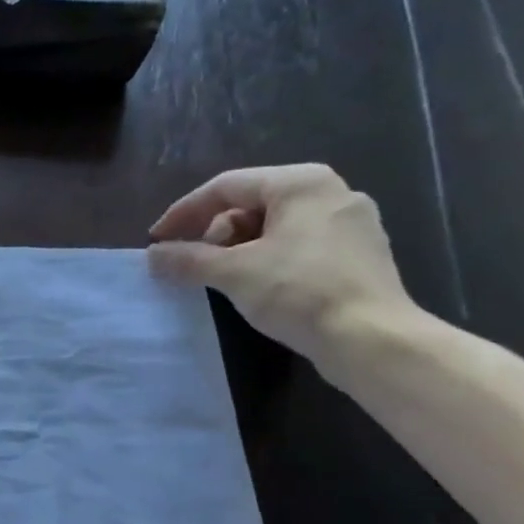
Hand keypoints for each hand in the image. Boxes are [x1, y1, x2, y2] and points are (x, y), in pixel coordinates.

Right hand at [147, 164, 415, 372]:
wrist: (372, 339)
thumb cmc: (299, 292)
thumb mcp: (232, 273)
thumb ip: (187, 260)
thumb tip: (152, 256)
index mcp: (300, 183)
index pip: (225, 187)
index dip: (183, 213)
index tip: (157, 241)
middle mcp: (330, 192)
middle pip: (250, 204)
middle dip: (213, 234)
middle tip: (193, 265)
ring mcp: (350, 223)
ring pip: (274, 226)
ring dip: (238, 249)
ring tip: (221, 279)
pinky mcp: (358, 254)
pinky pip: (298, 245)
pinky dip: (267, 259)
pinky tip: (256, 286)